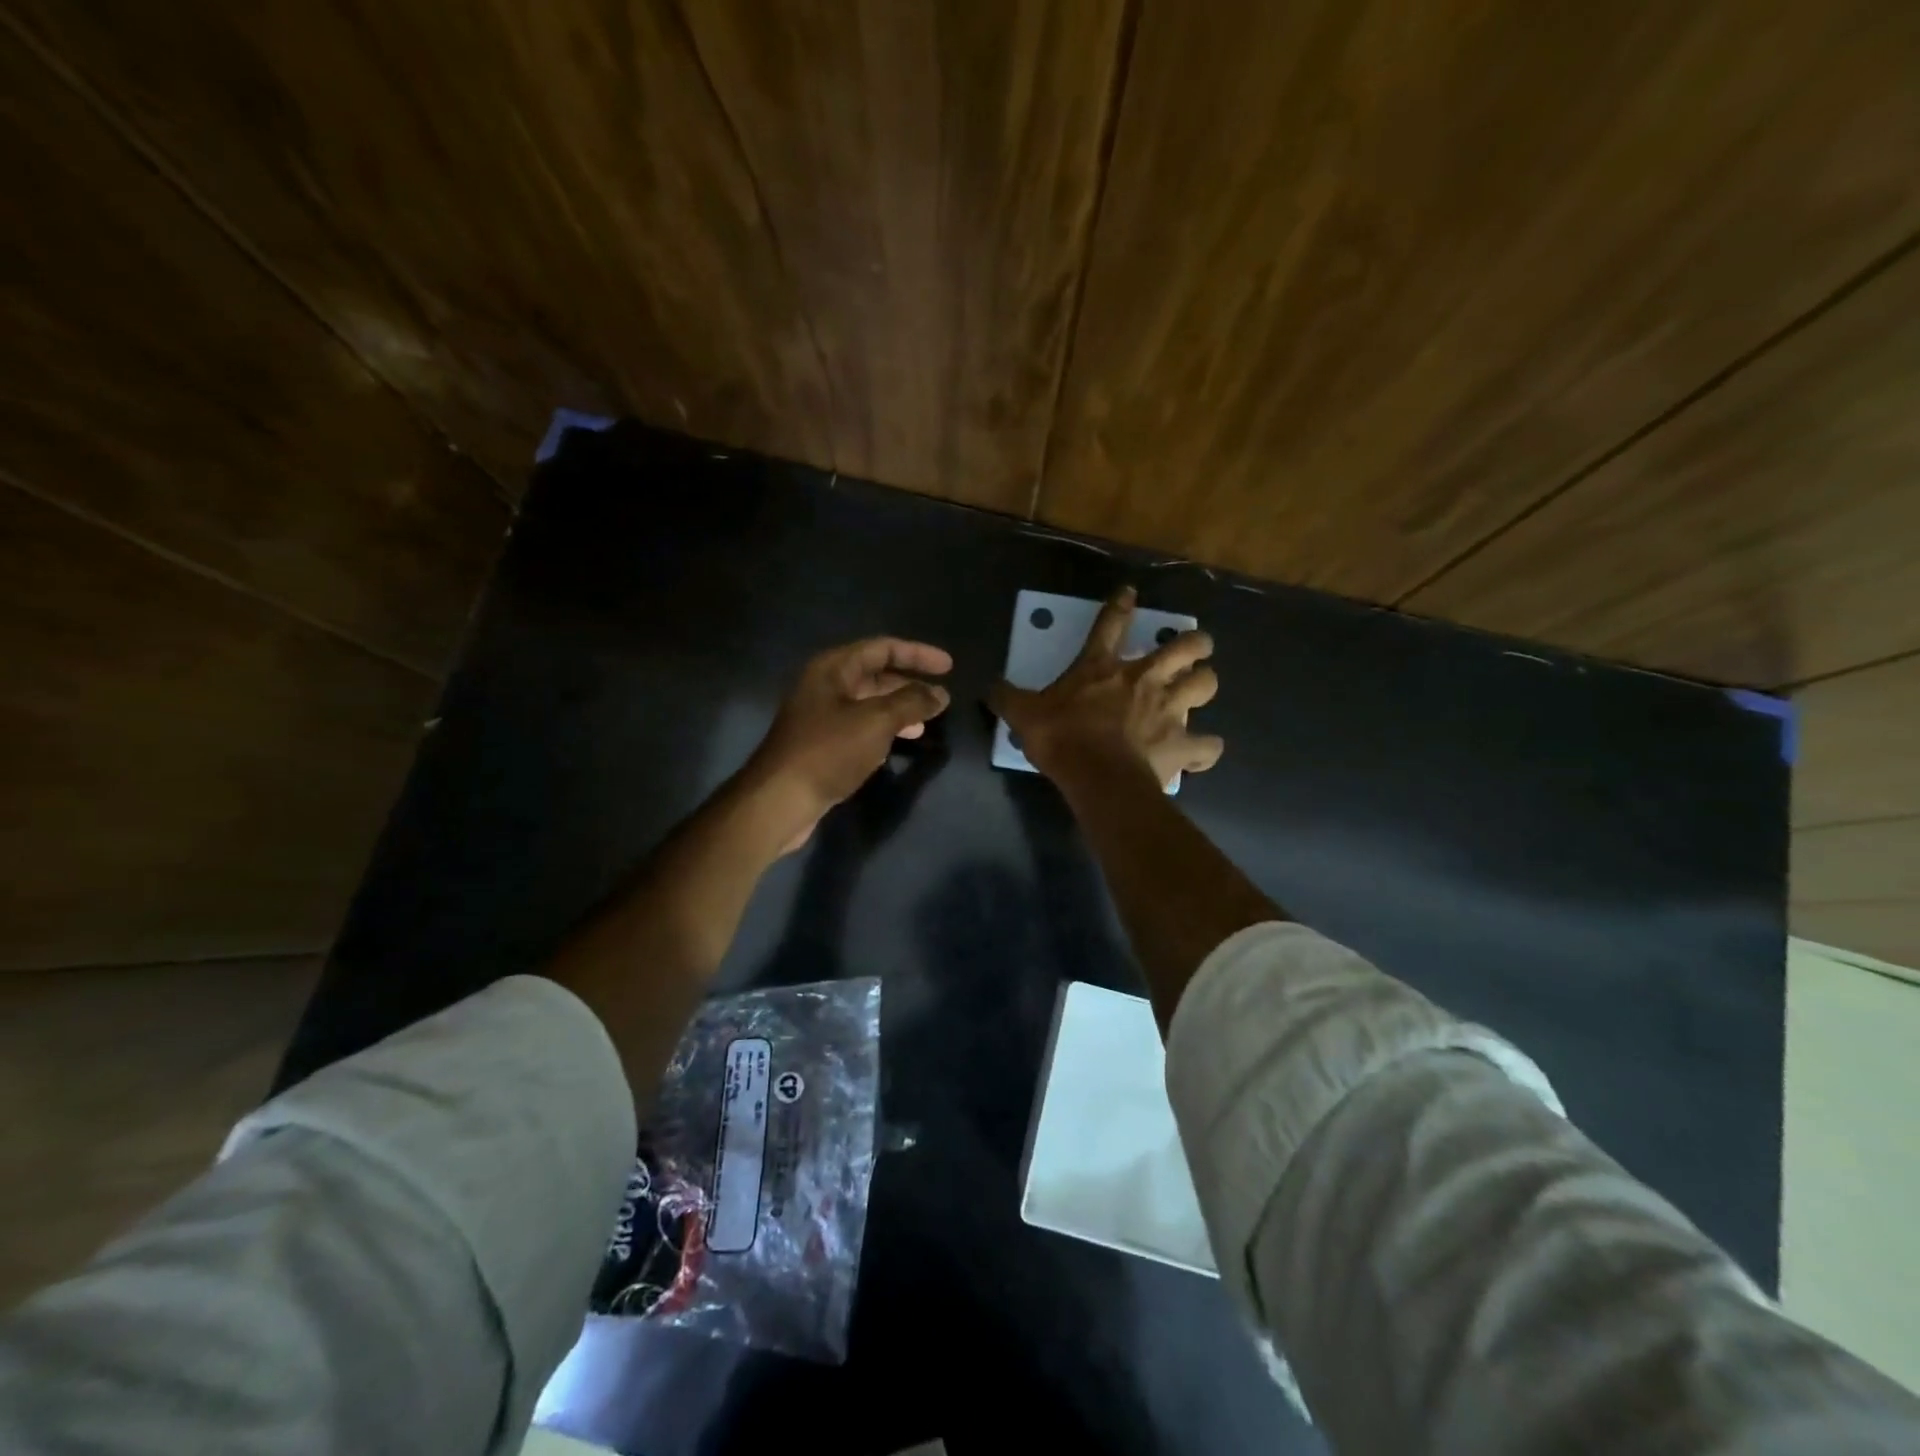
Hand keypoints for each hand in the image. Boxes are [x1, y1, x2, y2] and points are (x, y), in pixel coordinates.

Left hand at [744, 637, 952, 852]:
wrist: (780, 800)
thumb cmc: (828, 752)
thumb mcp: (876, 721)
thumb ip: (911, 703)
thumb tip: (940, 694)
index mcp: (833, 669)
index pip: (882, 648)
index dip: (917, 654)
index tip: (949, 667)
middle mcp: (824, 686)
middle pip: (875, 674)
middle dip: (909, 684)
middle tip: (941, 698)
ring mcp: (820, 716)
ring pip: (868, 703)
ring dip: (899, 709)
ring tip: (926, 723)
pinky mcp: (821, 744)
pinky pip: (860, 726)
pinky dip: (883, 729)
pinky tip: (899, 742)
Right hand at [989, 586, 1222, 789]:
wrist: (1097, 777)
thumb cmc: (1062, 739)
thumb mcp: (1024, 715)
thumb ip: (1007, 698)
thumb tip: (989, 687)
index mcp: (1103, 668)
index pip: (1111, 624)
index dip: (1119, 605)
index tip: (1130, 592)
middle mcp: (1144, 680)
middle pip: (1185, 647)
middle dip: (1196, 642)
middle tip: (1196, 646)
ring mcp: (1169, 711)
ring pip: (1207, 684)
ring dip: (1206, 683)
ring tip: (1199, 688)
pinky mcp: (1182, 745)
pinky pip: (1208, 746)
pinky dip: (1206, 748)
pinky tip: (1201, 751)